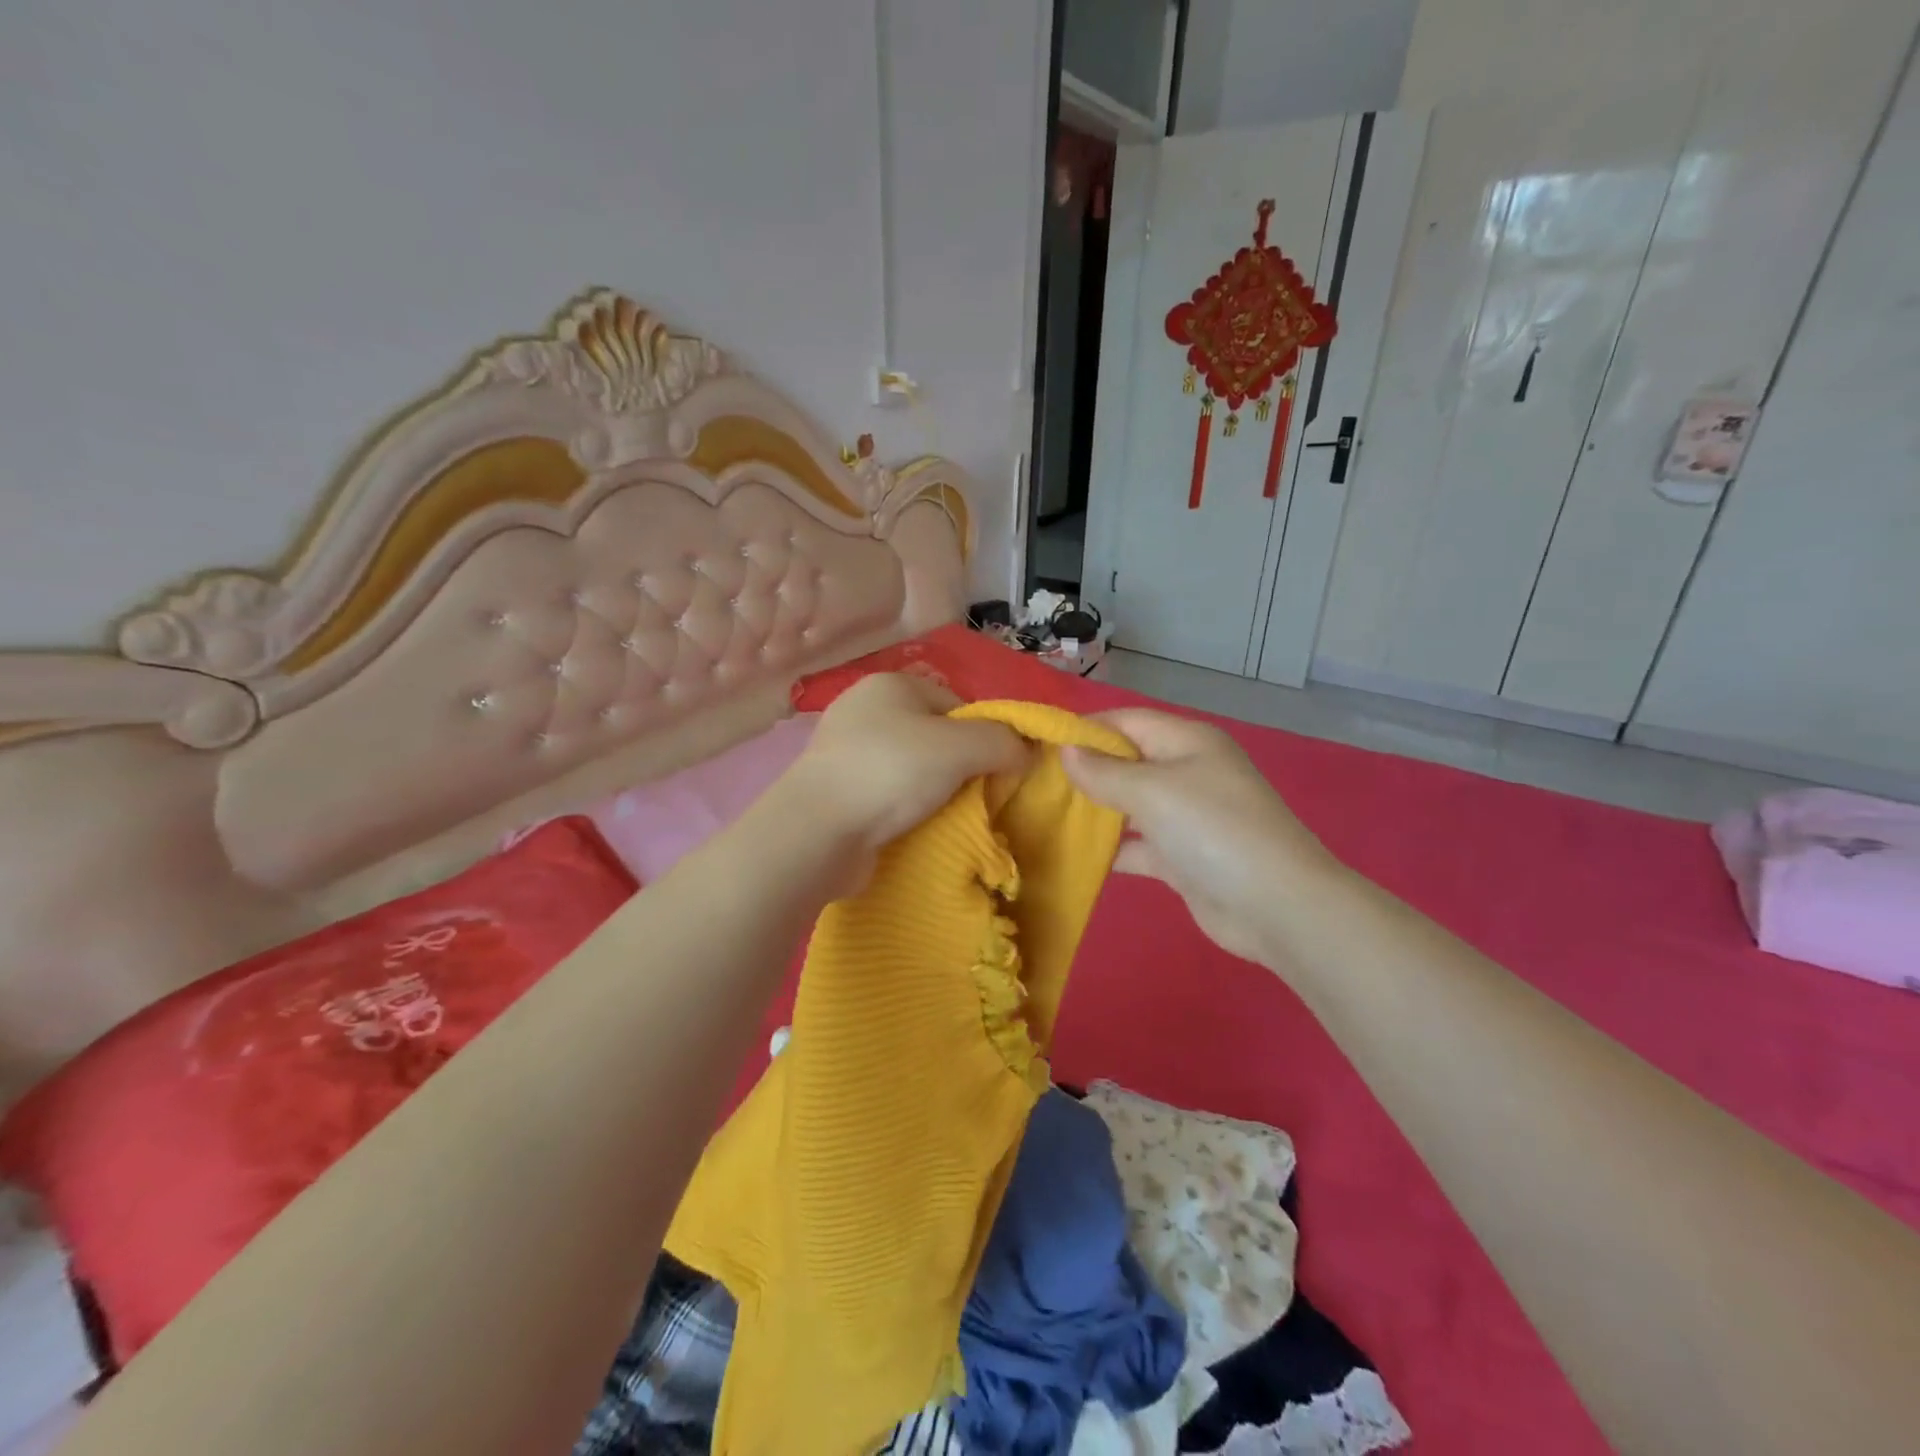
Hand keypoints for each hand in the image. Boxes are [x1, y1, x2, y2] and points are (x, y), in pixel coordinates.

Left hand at [773, 674, 1028, 882]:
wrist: (817, 832)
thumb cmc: (891, 772)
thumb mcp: (961, 747)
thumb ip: (1003, 742)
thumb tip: (1024, 753)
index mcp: (890, 684)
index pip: (956, 703)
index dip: (981, 736)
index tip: (990, 770)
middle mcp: (863, 709)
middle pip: (935, 736)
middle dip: (958, 767)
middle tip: (971, 796)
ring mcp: (844, 750)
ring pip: (911, 768)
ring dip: (933, 792)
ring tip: (942, 816)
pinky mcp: (836, 789)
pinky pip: (886, 793)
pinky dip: (904, 809)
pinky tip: (912, 827)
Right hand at [1063, 709, 1343, 966]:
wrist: (1277, 907)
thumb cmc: (1213, 830)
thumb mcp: (1153, 791)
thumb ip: (1104, 772)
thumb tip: (1067, 751)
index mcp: (1187, 741)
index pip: (1125, 721)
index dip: (1083, 729)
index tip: (1038, 743)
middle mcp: (1187, 771)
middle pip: (1126, 762)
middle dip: (1084, 770)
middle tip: (1033, 783)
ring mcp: (1187, 816)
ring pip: (1130, 804)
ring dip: (1094, 810)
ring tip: (1042, 815)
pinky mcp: (1183, 857)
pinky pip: (1138, 844)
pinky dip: (1112, 849)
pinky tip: (1074, 855)